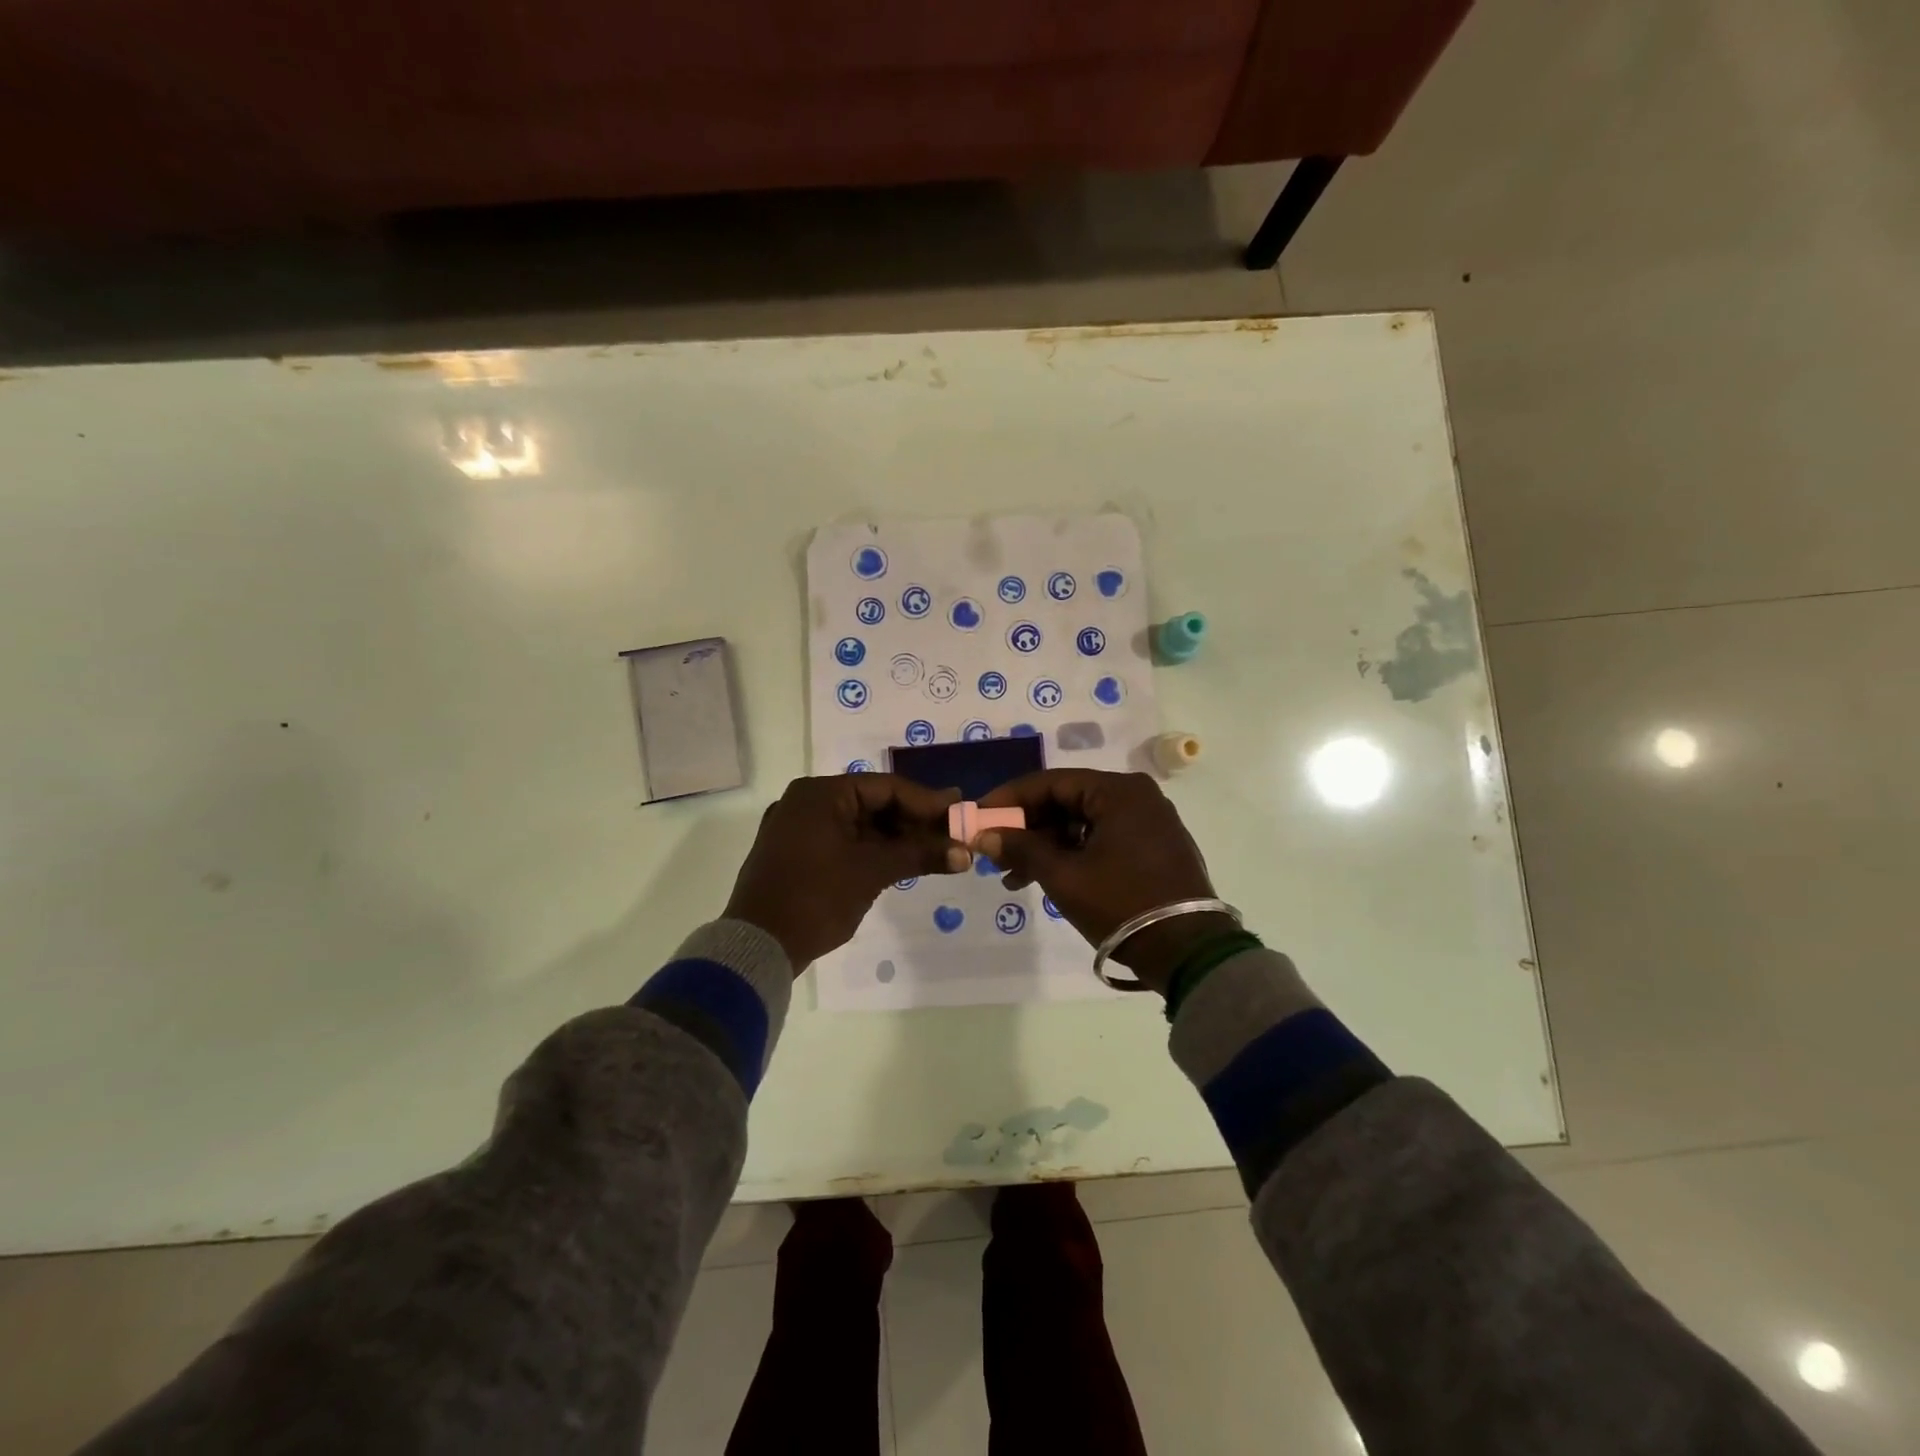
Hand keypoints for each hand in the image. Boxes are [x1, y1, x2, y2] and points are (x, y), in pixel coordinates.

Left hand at [725, 774, 967, 972]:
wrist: (757, 947)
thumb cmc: (816, 897)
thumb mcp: (872, 872)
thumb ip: (919, 854)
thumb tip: (965, 853)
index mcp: (820, 794)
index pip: (886, 787)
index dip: (926, 801)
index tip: (959, 811)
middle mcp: (806, 802)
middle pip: (873, 803)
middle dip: (913, 821)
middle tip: (951, 833)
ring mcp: (798, 828)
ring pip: (859, 824)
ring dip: (896, 838)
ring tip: (934, 850)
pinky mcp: (796, 853)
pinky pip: (843, 841)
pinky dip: (872, 850)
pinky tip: (902, 862)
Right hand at [974, 770, 1231, 993]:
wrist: (1188, 952)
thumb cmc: (1121, 904)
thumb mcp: (1063, 875)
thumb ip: (1021, 848)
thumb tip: (983, 835)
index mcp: (1118, 791)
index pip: (1051, 782)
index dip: (1010, 799)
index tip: (979, 815)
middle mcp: (1136, 797)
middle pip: (1067, 802)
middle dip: (1027, 828)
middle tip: (994, 852)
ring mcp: (1148, 822)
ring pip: (1082, 824)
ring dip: (1046, 846)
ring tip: (1013, 877)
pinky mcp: (1153, 847)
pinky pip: (1102, 839)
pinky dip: (1072, 855)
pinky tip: (1045, 878)